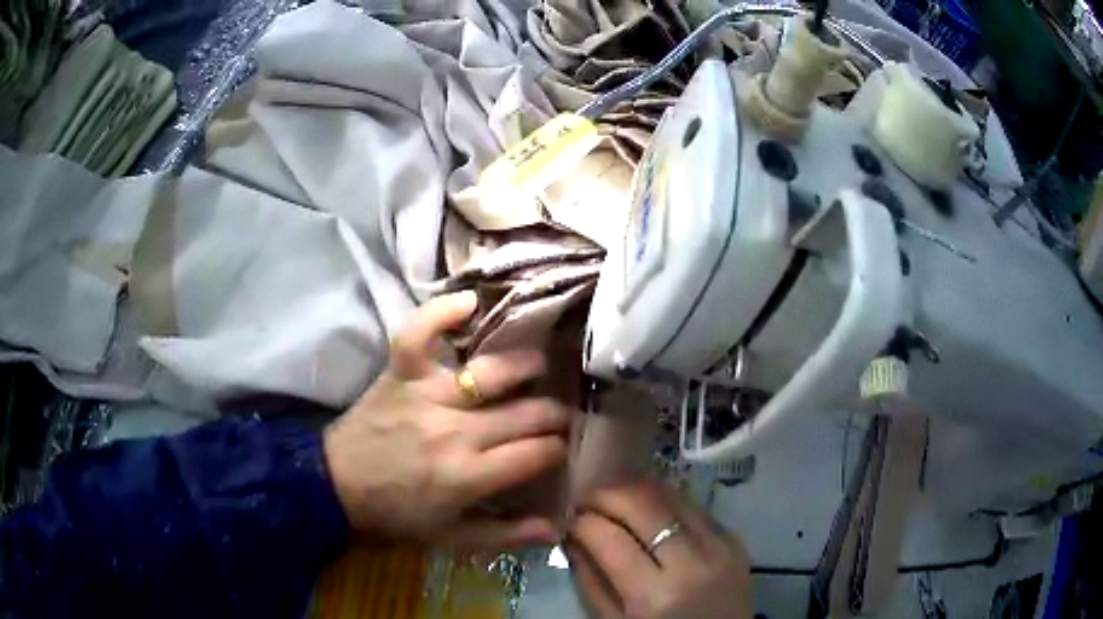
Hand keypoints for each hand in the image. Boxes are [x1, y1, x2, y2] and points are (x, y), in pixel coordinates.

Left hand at [323, 291, 570, 549]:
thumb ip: (506, 536)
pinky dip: (443, 313)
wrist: (336, 484)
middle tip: (560, 415)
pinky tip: (471, 302)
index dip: (560, 449)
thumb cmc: (397, 514)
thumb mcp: (452, 538)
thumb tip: (557, 527)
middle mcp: (455, 431)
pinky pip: (421, 332)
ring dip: (526, 366)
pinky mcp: (400, 373)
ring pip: (492, 370)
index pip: (538, 452)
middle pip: (527, 412)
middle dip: (556, 413)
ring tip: (538, 370)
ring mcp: (427, 394)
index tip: (562, 448)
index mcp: (470, 476)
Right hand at [565, 478, 751, 618]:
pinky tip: (648, 509)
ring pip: (670, 494)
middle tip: (585, 498)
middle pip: (642, 502)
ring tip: (614, 497)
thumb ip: (590, 580)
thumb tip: (571, 535)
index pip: (609, 537)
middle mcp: (691, 562)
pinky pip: (693, 506)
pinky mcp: (734, 537)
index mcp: (655, 596)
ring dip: (635, 489)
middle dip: (605, 492)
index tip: (567, 518)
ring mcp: (719, 545)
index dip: (581, 520)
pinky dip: (664, 501)